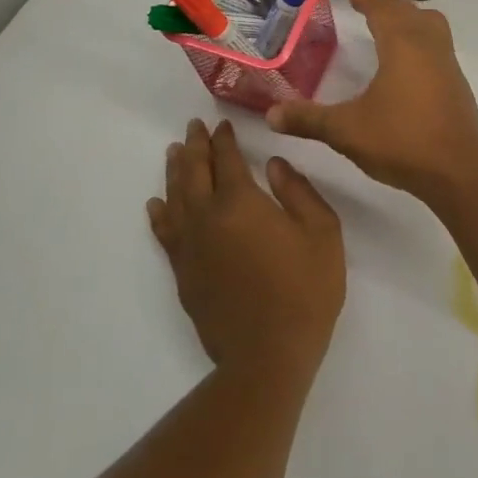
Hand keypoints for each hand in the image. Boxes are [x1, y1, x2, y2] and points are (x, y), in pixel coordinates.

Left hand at [147, 120, 344, 380]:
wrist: (269, 354)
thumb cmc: (305, 289)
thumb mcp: (321, 233)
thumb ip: (298, 192)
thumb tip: (273, 165)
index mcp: (241, 203)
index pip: (226, 160)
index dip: (223, 139)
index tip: (221, 123)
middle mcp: (207, 218)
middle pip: (194, 172)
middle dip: (195, 146)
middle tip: (193, 127)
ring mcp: (190, 247)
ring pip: (174, 198)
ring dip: (175, 172)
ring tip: (174, 152)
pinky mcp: (183, 273)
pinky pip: (165, 233)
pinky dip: (159, 214)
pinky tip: (156, 204)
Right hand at [268, 0, 477, 203]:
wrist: (458, 171)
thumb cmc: (401, 141)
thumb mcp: (347, 131)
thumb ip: (308, 119)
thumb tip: (271, 114)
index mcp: (403, 46)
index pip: (384, 9)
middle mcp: (429, 47)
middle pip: (410, 13)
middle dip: (388, 6)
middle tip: (366, 7)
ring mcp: (448, 66)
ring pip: (432, 27)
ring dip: (410, 21)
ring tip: (389, 29)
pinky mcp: (458, 86)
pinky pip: (439, 48)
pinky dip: (422, 43)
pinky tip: (408, 66)